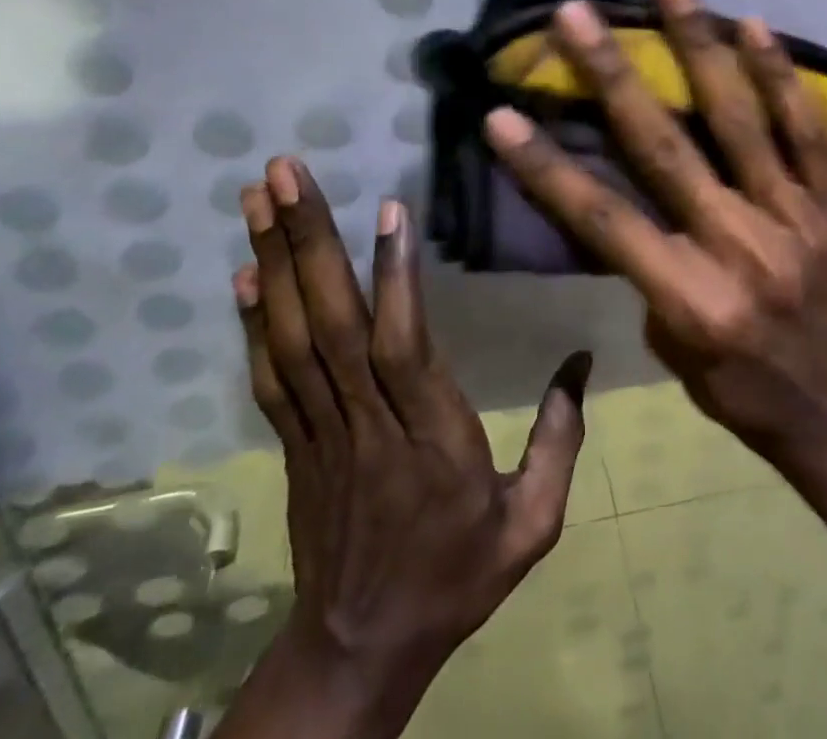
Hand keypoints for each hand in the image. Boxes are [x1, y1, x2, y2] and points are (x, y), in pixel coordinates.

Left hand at [227, 158, 589, 737]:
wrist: (359, 654)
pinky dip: (253, 323)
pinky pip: (269, 377)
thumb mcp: (532, 524)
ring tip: (258, 197)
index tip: (389, 207)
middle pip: (332, 325)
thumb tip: (583, 360)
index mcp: (430, 440)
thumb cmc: (456, 578)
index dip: (394, 277)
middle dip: (307, 242)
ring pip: (293, 338)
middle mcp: (366, 425)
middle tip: (282, 172)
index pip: (404, 347)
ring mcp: (319, 433)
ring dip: (272, 262)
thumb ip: (561, 440)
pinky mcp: (293, 444)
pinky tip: (243, 275)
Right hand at [482, 0, 826, 487]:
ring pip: (740, 119)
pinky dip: (781, 76)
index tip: (499, 114)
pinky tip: (754, 26)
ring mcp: (796, 218)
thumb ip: (650, 270)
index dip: (545, 166)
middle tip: (577, 14)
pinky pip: (808, 131)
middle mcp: (740, 247)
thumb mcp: (673, 350)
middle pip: (665, 148)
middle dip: (613, 75)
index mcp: (691, 297)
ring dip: (699, 45)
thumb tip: (635, 196)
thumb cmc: (742, 392)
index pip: (603, 219)